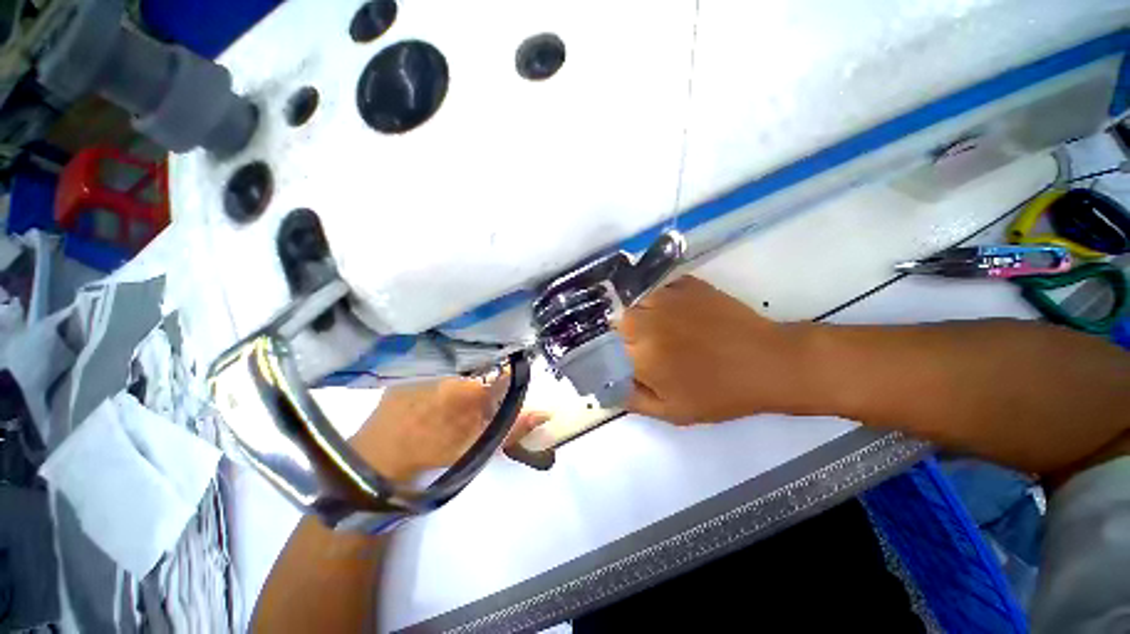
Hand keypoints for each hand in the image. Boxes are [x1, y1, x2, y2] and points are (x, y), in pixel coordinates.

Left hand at [350, 377, 547, 482]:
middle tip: (474, 398)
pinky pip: (435, 366)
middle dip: (484, 380)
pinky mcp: (409, 369)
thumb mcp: (479, 444)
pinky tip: (431, 391)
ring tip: (451, 396)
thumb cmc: (435, 451)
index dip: (509, 375)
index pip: (504, 372)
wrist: (381, 456)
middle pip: (481, 368)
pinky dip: (439, 375)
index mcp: (473, 388)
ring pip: (458, 366)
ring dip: (461, 378)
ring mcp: (429, 368)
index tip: (507, 382)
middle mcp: (453, 371)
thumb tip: (545, 412)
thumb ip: (514, 428)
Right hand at [619, 276, 813, 424]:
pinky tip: (670, 309)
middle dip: (623, 332)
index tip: (621, 358)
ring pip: (634, 300)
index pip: (604, 345)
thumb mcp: (672, 411)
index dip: (609, 351)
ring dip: (638, 312)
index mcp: (639, 353)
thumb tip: (606, 388)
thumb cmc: (719, 393)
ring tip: (656, 326)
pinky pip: (657, 287)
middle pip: (616, 319)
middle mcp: (646, 320)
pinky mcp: (686, 284)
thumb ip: (632, 400)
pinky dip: (656, 296)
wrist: (767, 362)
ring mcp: (666, 297)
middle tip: (642, 345)